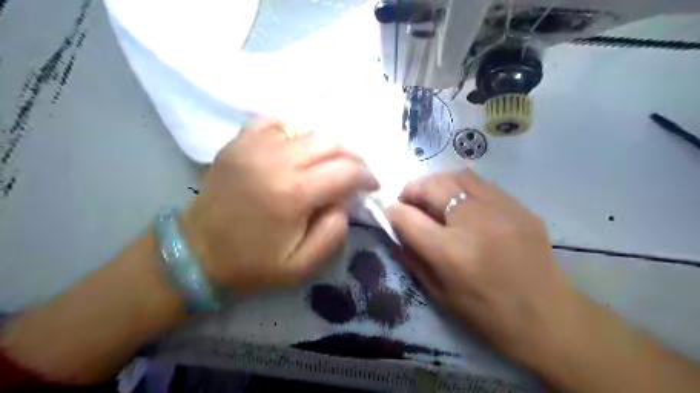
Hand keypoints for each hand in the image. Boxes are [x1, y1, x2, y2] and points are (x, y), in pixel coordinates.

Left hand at [180, 118, 377, 292]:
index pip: (346, 171)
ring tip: (331, 162)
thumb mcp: (301, 265)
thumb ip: (334, 233)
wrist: (197, 251)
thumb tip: (345, 200)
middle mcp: (276, 161)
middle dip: (353, 156)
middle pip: (331, 142)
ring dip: (328, 144)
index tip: (372, 185)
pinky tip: (298, 147)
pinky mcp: (239, 142)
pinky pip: (277, 122)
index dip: (367, 176)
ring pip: (308, 128)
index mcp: (293, 194)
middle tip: (356, 172)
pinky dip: (296, 131)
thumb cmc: (251, 263)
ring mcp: (254, 146)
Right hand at [389, 170, 573, 367]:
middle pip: (432, 186)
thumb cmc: (487, 314)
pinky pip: (483, 185)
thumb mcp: (439, 293)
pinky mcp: (520, 208)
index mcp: (449, 252)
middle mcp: (473, 223)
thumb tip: (398, 229)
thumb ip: (413, 257)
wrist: (548, 318)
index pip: (407, 217)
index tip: (390, 212)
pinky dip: (463, 188)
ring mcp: (501, 210)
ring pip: (458, 176)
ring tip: (434, 196)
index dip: (393, 211)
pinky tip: (463, 202)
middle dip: (412, 189)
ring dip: (437, 183)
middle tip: (409, 200)